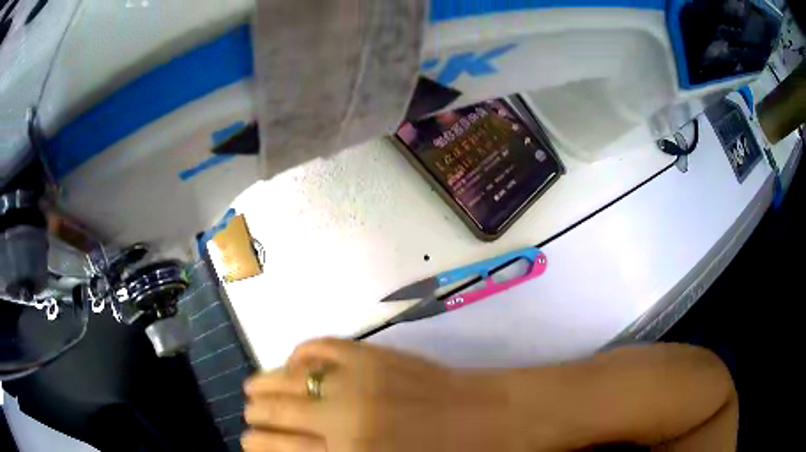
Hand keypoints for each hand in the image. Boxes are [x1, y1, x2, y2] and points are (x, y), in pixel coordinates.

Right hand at [243, 338, 510, 451]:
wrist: (489, 420)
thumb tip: (289, 450)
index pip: (271, 449)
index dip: (254, 444)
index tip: (250, 442)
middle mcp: (339, 419)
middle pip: (270, 412)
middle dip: (255, 415)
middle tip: (254, 416)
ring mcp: (354, 380)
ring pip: (282, 377)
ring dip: (263, 384)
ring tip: (256, 388)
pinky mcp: (371, 353)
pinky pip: (317, 347)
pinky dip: (299, 355)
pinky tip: (296, 364)